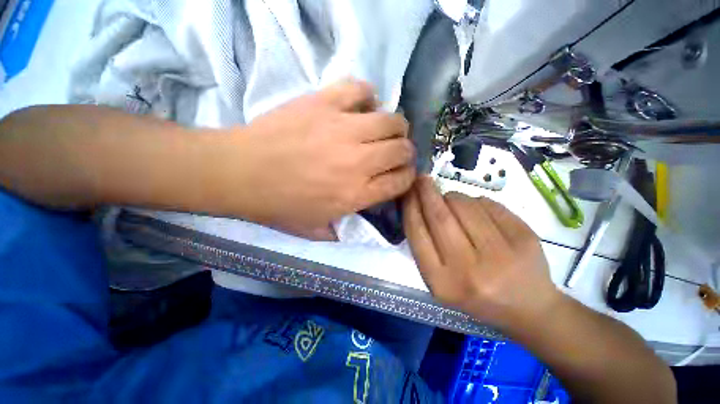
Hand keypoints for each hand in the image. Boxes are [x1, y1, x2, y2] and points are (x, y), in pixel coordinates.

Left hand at [212, 80, 415, 239]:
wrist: (240, 173)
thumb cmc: (278, 205)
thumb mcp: (316, 229)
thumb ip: (345, 228)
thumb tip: (364, 216)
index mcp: (356, 194)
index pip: (401, 181)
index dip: (407, 176)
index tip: (402, 173)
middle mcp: (358, 162)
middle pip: (402, 150)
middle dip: (405, 152)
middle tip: (395, 152)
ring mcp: (343, 129)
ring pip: (392, 120)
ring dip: (395, 126)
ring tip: (385, 129)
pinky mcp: (324, 103)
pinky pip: (360, 90)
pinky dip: (367, 96)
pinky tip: (361, 107)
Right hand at [402, 177, 559, 327]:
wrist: (528, 309)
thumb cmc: (475, 295)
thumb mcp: (440, 281)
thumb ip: (425, 247)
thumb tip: (418, 205)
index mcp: (442, 283)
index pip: (418, 234)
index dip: (410, 208)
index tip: (407, 192)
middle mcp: (469, 270)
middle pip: (440, 217)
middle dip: (427, 193)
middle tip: (422, 179)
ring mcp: (501, 255)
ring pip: (465, 207)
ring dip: (453, 197)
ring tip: (452, 201)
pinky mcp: (525, 239)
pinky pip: (489, 205)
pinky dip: (477, 201)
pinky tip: (477, 210)